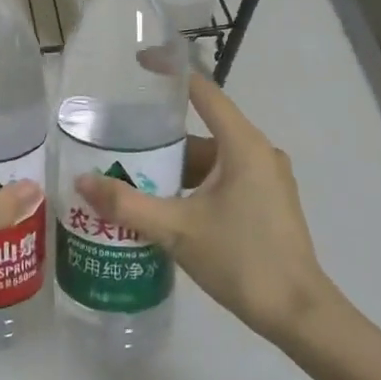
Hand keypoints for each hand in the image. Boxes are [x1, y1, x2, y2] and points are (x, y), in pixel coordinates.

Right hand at [74, 74, 338, 340]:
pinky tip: (164, 206)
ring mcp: (267, 178)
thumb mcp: (177, 230)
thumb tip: (82, 182)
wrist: (298, 314)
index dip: (169, 73)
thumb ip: (127, 205)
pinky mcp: (267, 202)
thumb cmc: (241, 259)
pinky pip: (224, 179)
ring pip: (212, 159)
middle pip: (202, 129)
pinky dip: (194, 185)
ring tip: (132, 177)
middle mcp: (259, 152)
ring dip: (175, 167)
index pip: (203, 90)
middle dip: (160, 137)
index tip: (136, 65)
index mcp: (243, 144)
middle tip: (118, 142)